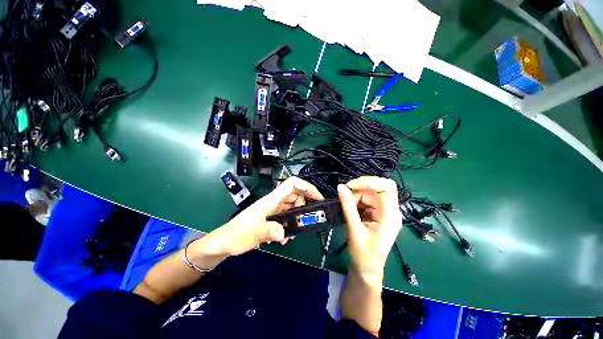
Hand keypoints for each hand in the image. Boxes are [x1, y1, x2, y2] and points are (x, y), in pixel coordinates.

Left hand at [203, 176, 323, 255]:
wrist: (226, 242)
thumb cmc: (237, 234)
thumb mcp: (254, 233)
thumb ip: (269, 231)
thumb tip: (284, 234)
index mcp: (271, 200)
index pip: (292, 184)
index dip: (306, 186)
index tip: (318, 198)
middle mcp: (275, 202)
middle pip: (296, 196)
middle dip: (303, 208)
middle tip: (301, 222)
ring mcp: (274, 210)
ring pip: (293, 207)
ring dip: (296, 219)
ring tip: (289, 234)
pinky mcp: (273, 218)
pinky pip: (288, 217)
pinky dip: (290, 226)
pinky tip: (283, 238)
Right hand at [338, 176, 402, 279]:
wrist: (367, 269)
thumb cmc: (363, 254)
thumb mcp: (354, 229)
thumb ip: (348, 207)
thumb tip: (340, 186)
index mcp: (390, 215)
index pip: (387, 187)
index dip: (370, 181)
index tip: (351, 185)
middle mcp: (390, 210)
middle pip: (376, 188)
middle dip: (359, 190)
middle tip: (345, 197)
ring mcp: (383, 211)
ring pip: (369, 193)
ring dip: (356, 196)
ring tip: (346, 207)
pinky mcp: (376, 213)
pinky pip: (366, 200)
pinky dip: (356, 201)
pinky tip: (351, 210)